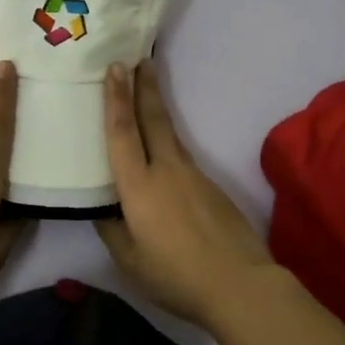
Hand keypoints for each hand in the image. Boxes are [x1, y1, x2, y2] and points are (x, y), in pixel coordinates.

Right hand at [96, 60, 273, 330]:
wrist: (241, 285)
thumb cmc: (176, 276)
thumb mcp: (130, 260)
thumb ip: (112, 229)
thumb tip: (103, 208)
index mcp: (139, 186)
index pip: (123, 132)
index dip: (116, 99)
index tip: (115, 67)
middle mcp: (166, 170)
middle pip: (153, 118)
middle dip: (144, 87)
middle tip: (139, 58)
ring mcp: (194, 176)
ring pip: (170, 135)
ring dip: (156, 108)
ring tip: (148, 91)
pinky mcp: (212, 188)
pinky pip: (183, 157)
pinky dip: (169, 143)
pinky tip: (164, 157)